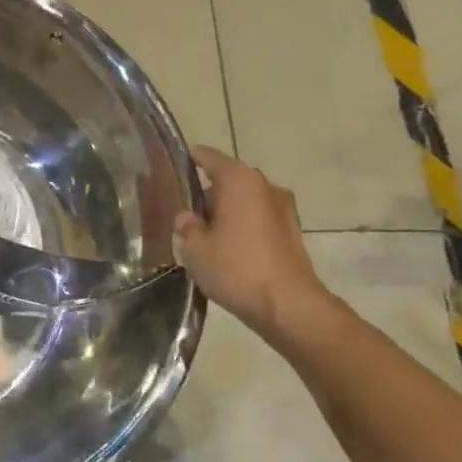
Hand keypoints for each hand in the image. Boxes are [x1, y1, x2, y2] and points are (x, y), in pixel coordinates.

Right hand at [174, 146, 341, 349]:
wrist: (287, 305)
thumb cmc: (236, 268)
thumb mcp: (195, 248)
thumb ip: (186, 226)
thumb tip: (187, 218)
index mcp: (239, 179)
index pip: (208, 157)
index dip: (188, 161)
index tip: (170, 170)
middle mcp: (264, 185)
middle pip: (228, 180)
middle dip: (205, 194)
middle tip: (181, 213)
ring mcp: (283, 209)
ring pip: (244, 202)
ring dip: (225, 214)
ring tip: (202, 235)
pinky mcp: (291, 232)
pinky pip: (258, 220)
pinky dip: (242, 228)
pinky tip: (226, 250)